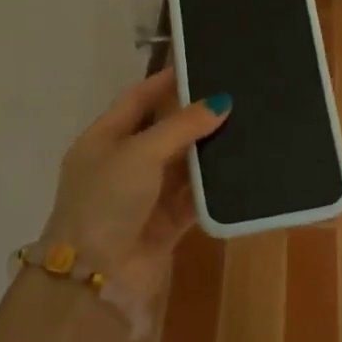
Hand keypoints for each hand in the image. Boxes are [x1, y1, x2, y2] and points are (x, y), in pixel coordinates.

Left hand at [42, 69, 229, 318]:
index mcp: (103, 140)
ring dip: (207, 151)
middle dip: (194, 116)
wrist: (95, 277)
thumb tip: (221, 102)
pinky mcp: (165, 223)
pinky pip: (194, 197)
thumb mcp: (140, 152)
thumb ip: (182, 125)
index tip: (198, 64)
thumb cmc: (107, 200)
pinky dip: (213, 186)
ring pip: (182, 165)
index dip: (164, 82)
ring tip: (246, 125)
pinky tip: (241, 168)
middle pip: (164, 131)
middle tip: (233, 94)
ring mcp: (144, 196)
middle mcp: (123, 165)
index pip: (137, 99)